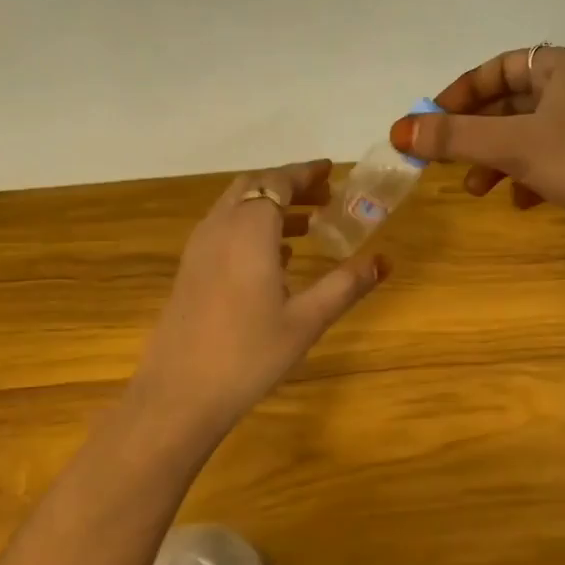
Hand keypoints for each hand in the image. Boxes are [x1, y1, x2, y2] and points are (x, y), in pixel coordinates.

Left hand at [132, 160, 389, 442]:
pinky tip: (274, 258)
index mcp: (249, 230)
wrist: (180, 393)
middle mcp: (220, 228)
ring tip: (307, 226)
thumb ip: (345, 285)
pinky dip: (250, 227)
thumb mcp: (307, 320)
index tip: (331, 171)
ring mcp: (199, 249)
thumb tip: (384, 260)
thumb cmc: (249, 354)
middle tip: (324, 198)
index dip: (305, 173)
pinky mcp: (189, 271)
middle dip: (288, 186)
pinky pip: (223, 230)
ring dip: (269, 207)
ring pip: (235, 208)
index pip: (278, 182)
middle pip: (253, 187)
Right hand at [389, 46, 564, 250]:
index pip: (499, 67)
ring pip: (528, 137)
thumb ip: (455, 137)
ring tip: (476, 190)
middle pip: (511, 104)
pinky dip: (528, 178)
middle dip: (475, 134)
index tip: (430, 122)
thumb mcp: (515, 145)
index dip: (460, 93)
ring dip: (496, 160)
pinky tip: (520, 202)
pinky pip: (551, 162)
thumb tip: (399, 130)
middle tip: (444, 159)